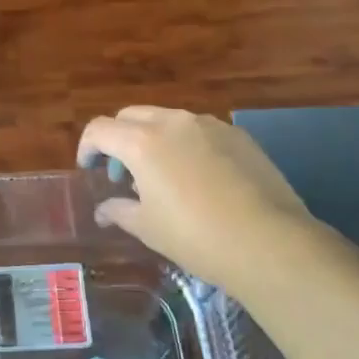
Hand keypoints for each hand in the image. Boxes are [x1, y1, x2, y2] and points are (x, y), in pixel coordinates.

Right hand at [78, 107, 317, 292]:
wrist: (270, 242)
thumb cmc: (197, 237)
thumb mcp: (149, 228)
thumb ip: (120, 211)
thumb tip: (103, 210)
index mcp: (142, 142)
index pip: (100, 129)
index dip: (87, 147)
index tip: (90, 169)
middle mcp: (172, 122)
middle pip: (131, 116)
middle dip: (118, 139)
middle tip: (123, 174)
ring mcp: (209, 124)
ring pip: (167, 119)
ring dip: (152, 139)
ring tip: (161, 176)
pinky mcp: (238, 135)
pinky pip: (198, 130)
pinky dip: (185, 144)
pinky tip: (198, 178)